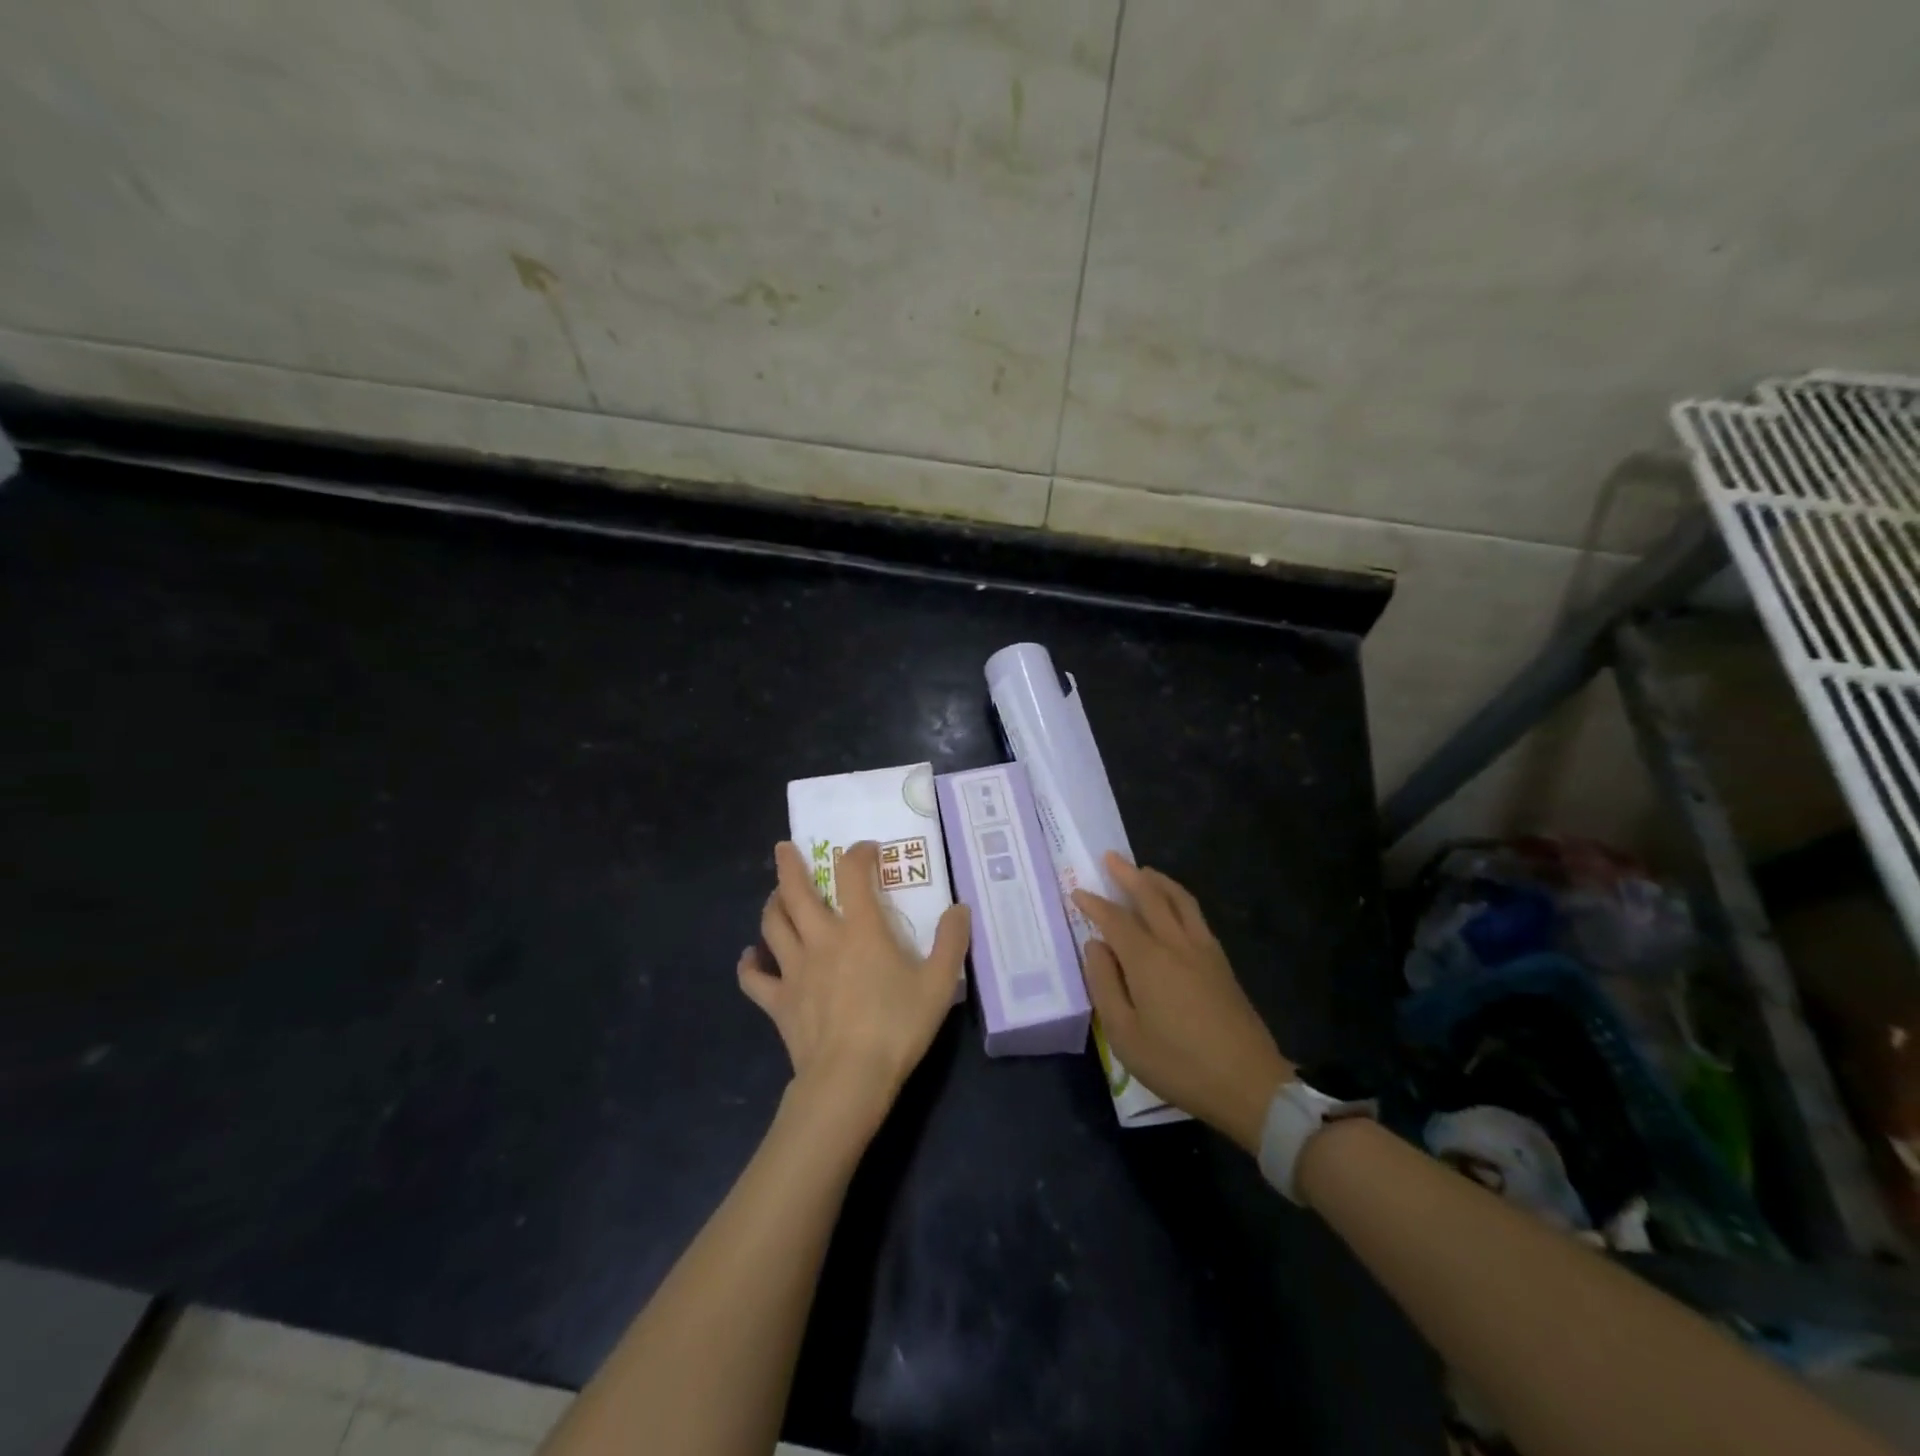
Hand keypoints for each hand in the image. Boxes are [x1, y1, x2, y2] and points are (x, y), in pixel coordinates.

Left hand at [739, 840, 969, 1131]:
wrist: (850, 1078)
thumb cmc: (897, 1026)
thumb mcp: (938, 983)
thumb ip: (951, 942)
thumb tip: (960, 909)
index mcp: (861, 929)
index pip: (853, 874)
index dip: (858, 854)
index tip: (865, 849)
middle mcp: (822, 939)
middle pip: (796, 892)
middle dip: (789, 865)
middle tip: (784, 848)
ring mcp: (795, 970)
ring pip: (773, 926)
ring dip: (772, 904)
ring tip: (775, 895)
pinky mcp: (779, 1002)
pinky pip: (754, 978)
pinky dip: (748, 965)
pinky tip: (748, 957)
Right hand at [1073, 854, 1293, 1153]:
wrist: (1249, 1084)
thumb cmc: (1178, 1064)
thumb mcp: (1125, 1034)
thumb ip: (1105, 985)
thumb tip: (1096, 946)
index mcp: (1148, 960)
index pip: (1115, 919)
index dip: (1094, 903)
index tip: (1078, 891)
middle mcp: (1176, 944)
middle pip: (1151, 897)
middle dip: (1128, 875)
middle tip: (1111, 857)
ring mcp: (1204, 951)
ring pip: (1180, 900)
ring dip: (1158, 881)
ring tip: (1143, 871)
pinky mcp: (1222, 963)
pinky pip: (1195, 915)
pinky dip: (1179, 899)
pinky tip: (1174, 906)